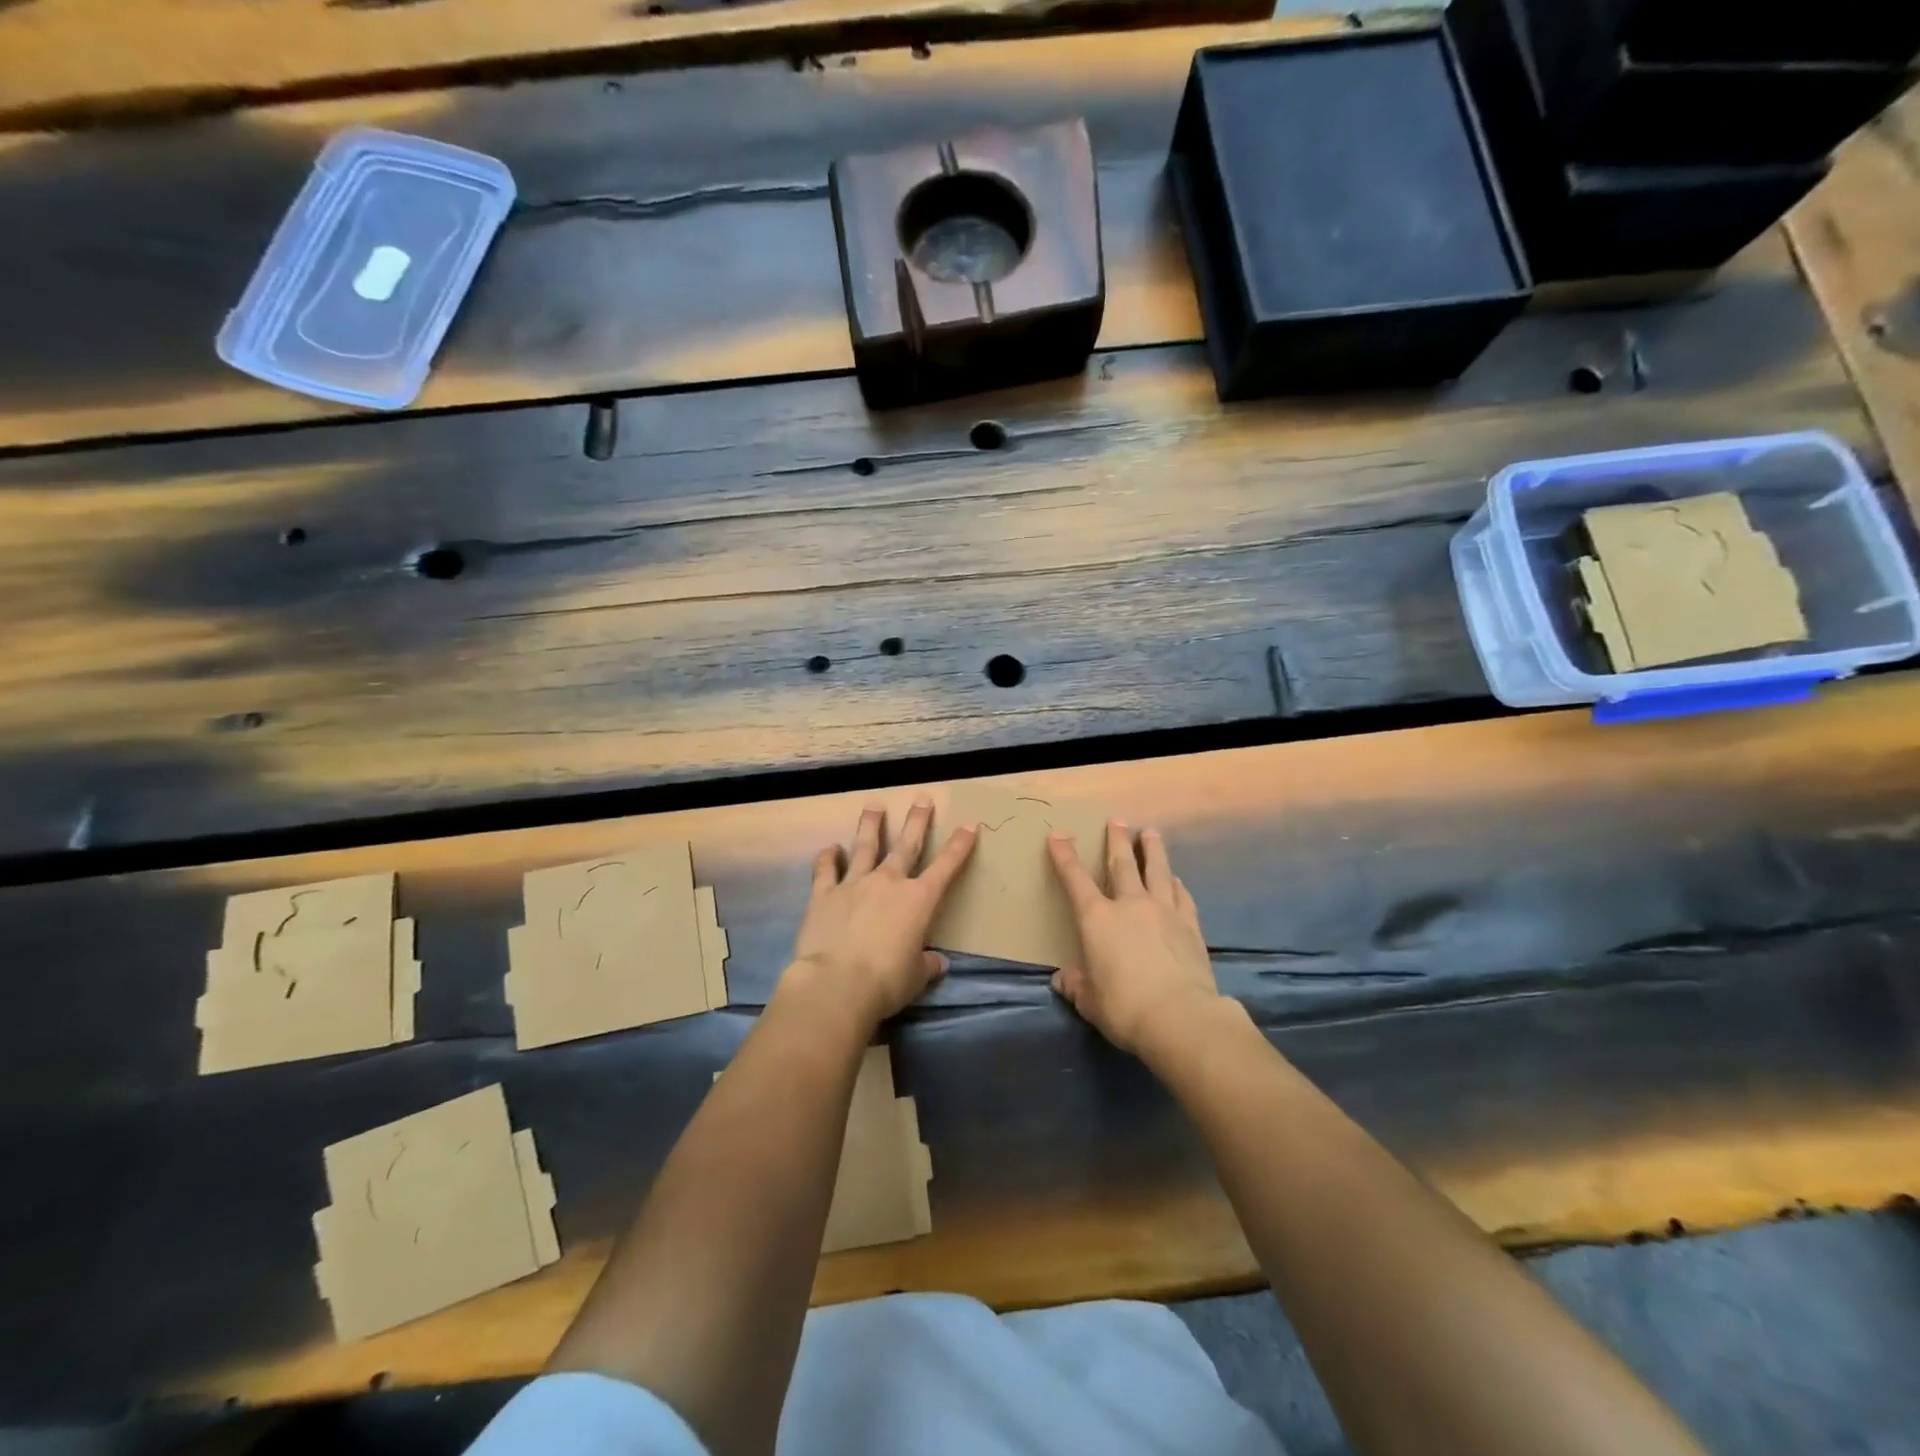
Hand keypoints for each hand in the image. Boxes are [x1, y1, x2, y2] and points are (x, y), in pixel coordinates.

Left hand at [787, 800, 977, 1027]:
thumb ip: (927, 964)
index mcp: (918, 900)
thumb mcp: (916, 977)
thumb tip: (937, 962)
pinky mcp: (824, 894)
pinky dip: (828, 857)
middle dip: (917, 821)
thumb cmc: (886, 982)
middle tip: (923, 799)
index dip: (960, 845)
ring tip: (874, 805)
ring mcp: (854, 884)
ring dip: (871, 825)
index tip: (970, 824)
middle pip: (906, 845)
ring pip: (865, 846)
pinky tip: (830, 848)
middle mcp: (888, 882)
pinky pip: (826, 869)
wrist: (837, 983)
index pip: (946, 867)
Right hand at [1047, 822, 1219, 1057]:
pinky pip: (1182, 897)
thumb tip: (1063, 979)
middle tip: (1117, 819)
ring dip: (1153, 850)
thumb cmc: (1124, 1008)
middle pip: (1122, 864)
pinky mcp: (1190, 927)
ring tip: (1152, 833)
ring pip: (1158, 871)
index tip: (1058, 834)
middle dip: (1117, 840)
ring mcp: (1164, 912)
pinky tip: (1177, 880)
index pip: (1075, 880)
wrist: (1180, 1017)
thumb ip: (1076, 985)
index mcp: (1098, 919)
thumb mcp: (1090, 1001)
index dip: (1064, 856)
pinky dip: (1177, 885)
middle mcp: (1130, 906)